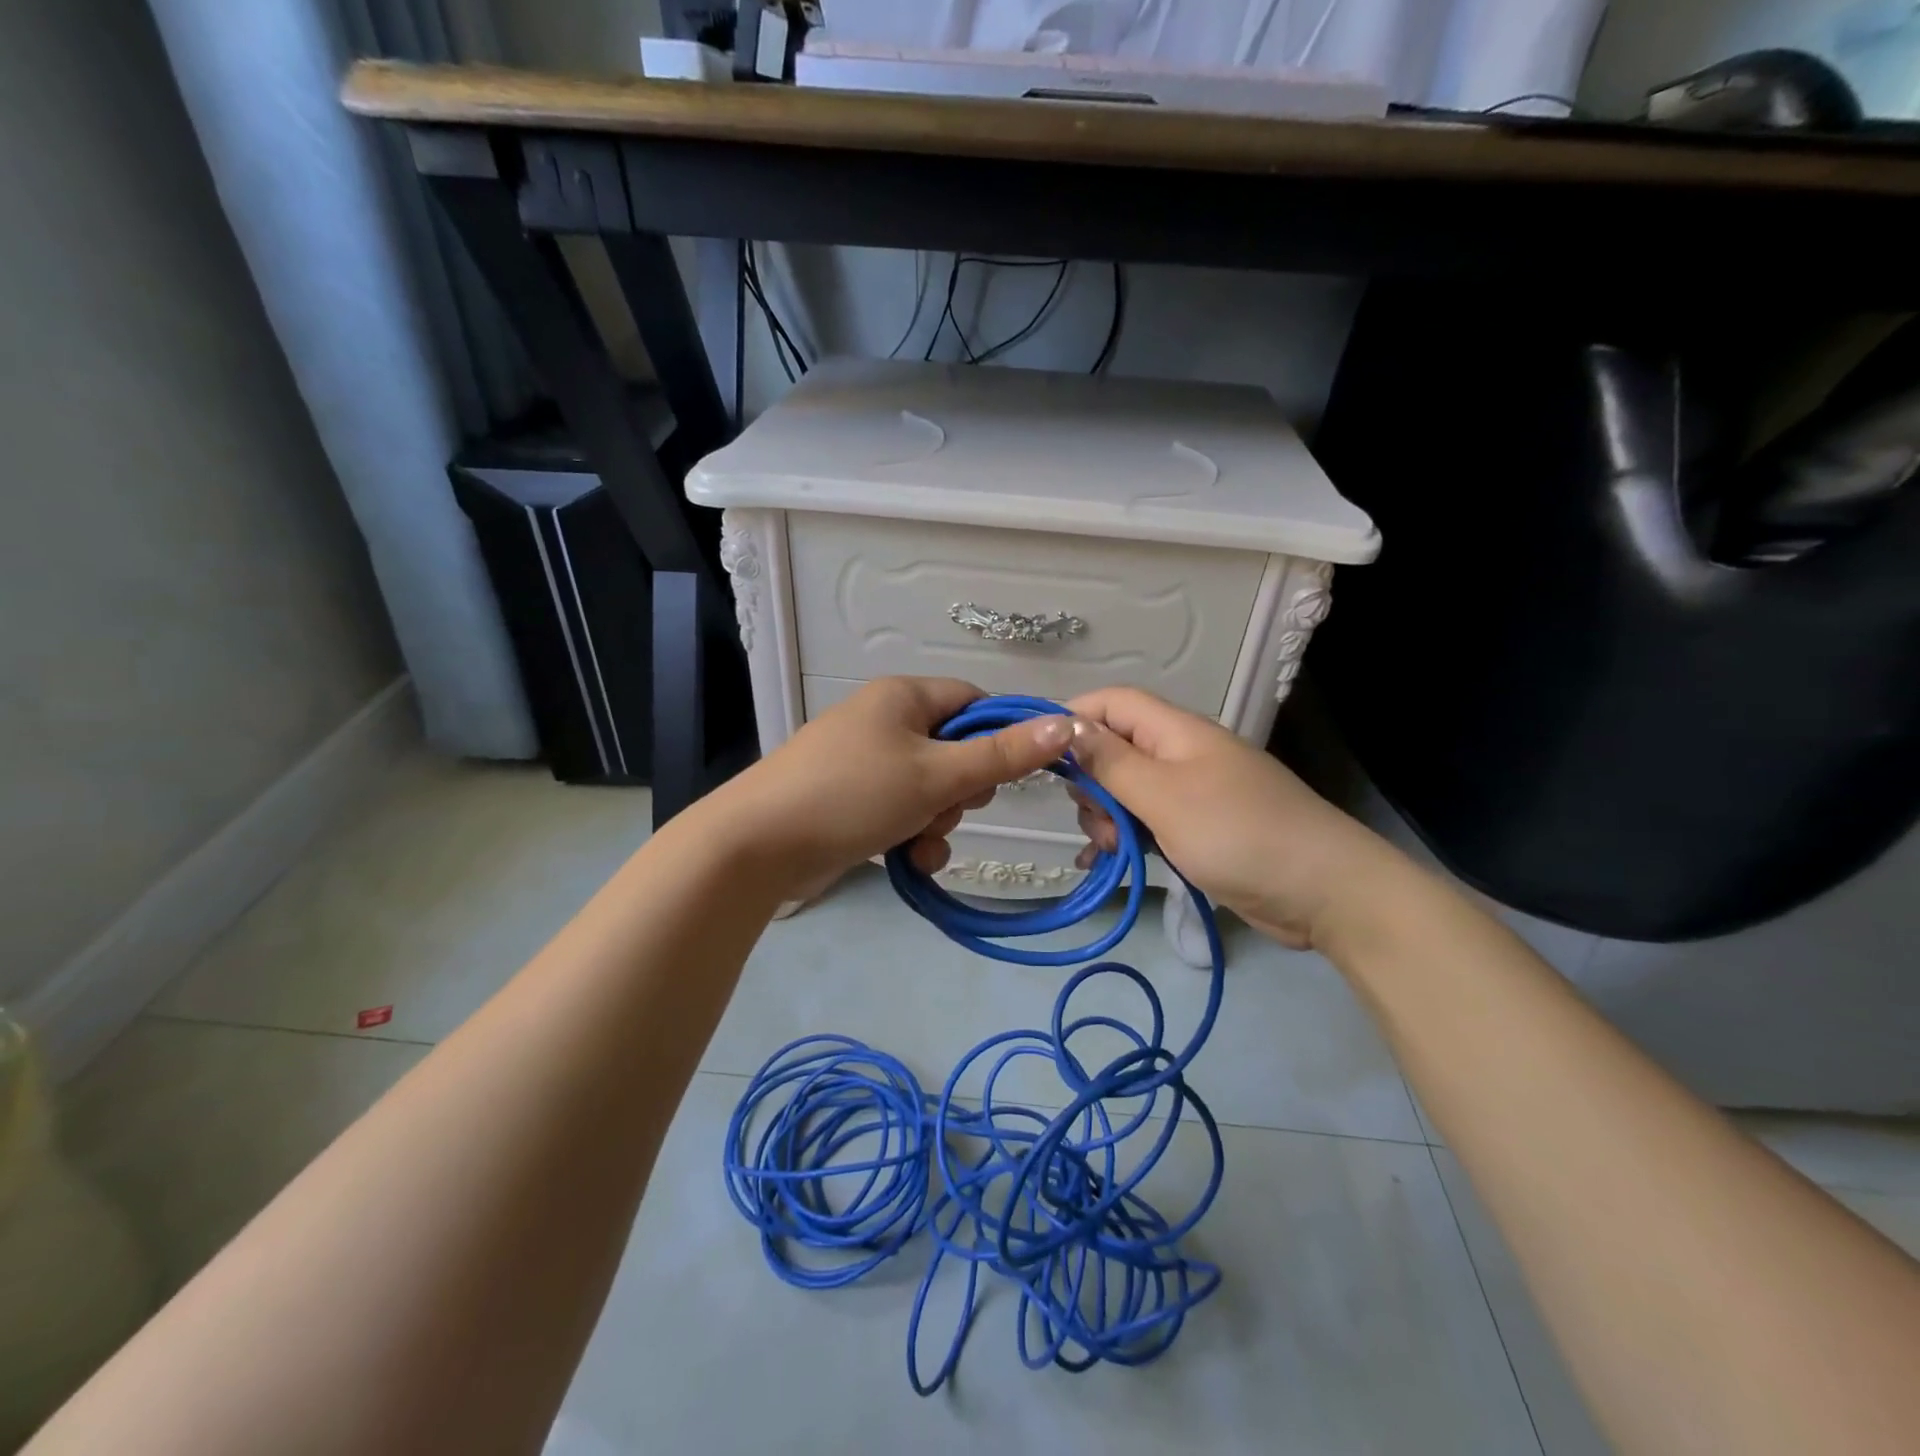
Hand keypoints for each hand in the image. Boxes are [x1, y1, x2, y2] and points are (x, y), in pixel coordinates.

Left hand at [705, 677, 1071, 902]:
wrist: (760, 845)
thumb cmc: (854, 794)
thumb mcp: (936, 775)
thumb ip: (1003, 755)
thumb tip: (1068, 723)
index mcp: (904, 697)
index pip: (974, 702)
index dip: (999, 737)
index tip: (1013, 774)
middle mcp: (885, 721)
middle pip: (956, 750)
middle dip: (962, 790)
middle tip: (950, 806)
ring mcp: (866, 763)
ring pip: (932, 789)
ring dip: (939, 820)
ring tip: (918, 840)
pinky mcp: (853, 801)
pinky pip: (903, 812)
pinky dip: (913, 835)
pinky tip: (909, 860)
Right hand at [1064, 687, 1396, 948]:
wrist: (1324, 892)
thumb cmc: (1239, 834)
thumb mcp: (1164, 796)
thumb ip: (1111, 762)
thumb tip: (1064, 726)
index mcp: (1176, 732)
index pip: (1111, 703)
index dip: (1073, 719)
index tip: (1039, 755)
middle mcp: (1181, 754)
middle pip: (1114, 748)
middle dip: (1091, 782)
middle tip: (1095, 818)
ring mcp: (1191, 793)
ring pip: (1126, 790)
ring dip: (1108, 816)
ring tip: (1114, 849)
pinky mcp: (1198, 829)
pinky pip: (1147, 822)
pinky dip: (1126, 837)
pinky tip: (1108, 862)